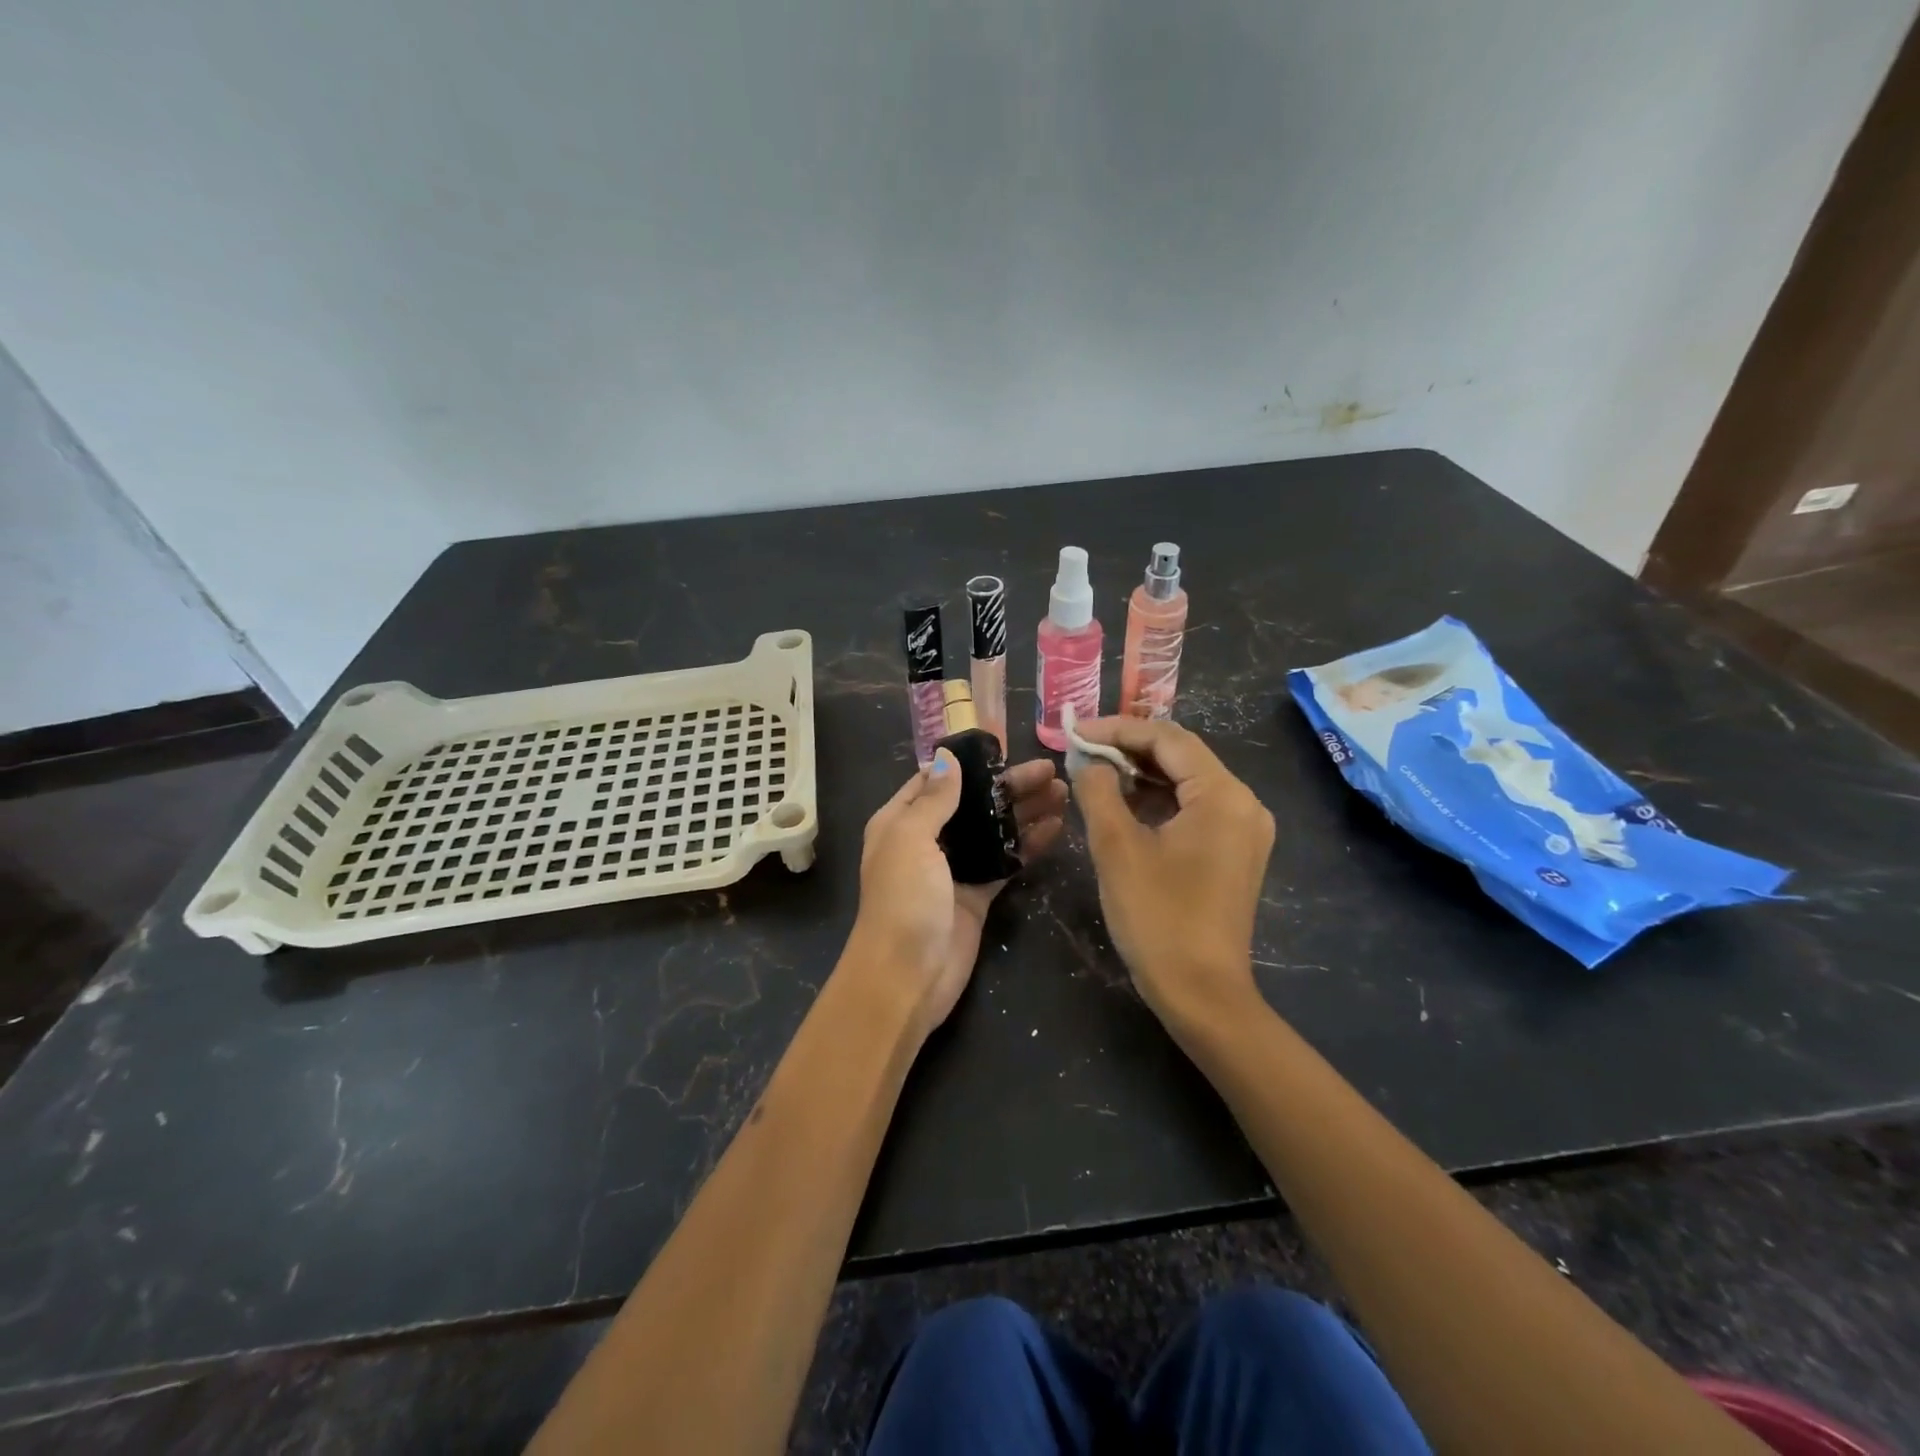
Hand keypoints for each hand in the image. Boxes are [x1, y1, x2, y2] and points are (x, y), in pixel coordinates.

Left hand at [848, 751, 1068, 1033]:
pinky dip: (1029, 845)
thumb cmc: (903, 899)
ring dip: (1025, 812)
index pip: (934, 780)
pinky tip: (1057, 829)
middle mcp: (926, 840)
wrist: (907, 977)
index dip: (968, 762)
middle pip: (972, 803)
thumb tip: (947, 756)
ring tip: (1064, 794)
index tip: (1006, 746)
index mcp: (899, 821)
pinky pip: (1006, 862)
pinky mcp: (978, 895)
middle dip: (1009, 786)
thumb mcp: (911, 839)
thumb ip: (934, 799)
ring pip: (994, 831)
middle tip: (1051, 772)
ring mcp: (954, 868)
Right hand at [1071, 718, 1274, 1031]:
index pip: (1167, 738)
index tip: (1075, 732)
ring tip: (1094, 772)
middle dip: (1128, 749)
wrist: (1202, 994)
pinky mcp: (1235, 853)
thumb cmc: (1157, 917)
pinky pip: (1194, 809)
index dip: (1117, 729)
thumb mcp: (1116, 848)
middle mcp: (1244, 803)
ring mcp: (1244, 830)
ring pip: (1187, 782)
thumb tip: (1087, 760)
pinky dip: (1158, 801)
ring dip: (1141, 774)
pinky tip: (1123, 804)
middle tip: (1081, 750)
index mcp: (1223, 795)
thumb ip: (1098, 790)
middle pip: (1181, 756)